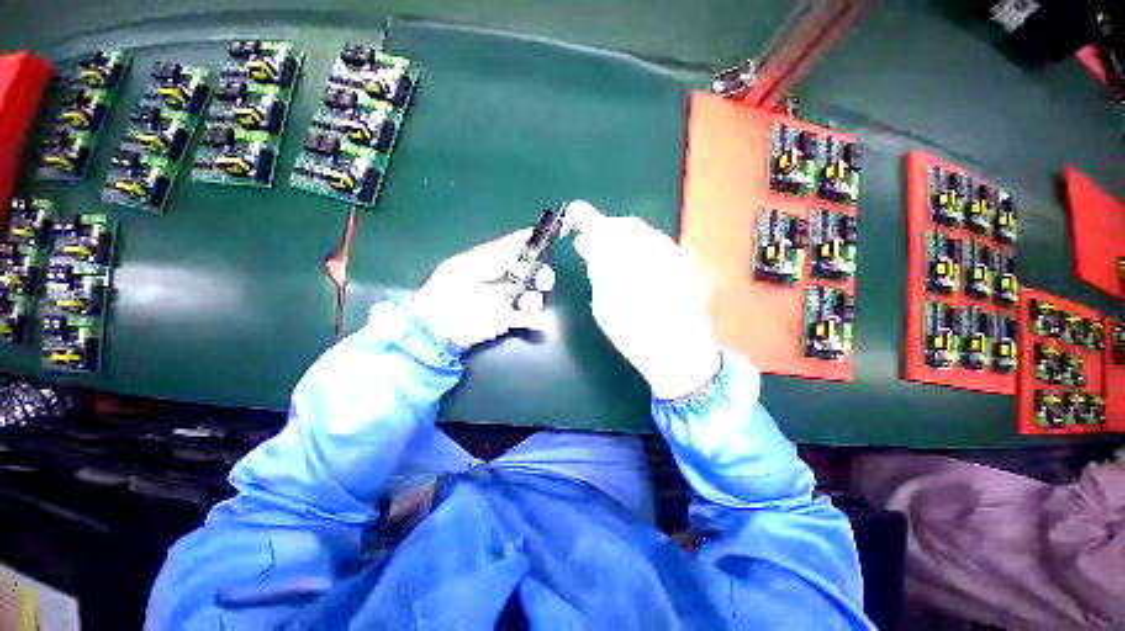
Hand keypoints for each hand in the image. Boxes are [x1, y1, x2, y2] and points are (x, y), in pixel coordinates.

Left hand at [407, 229, 554, 348]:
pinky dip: (538, 319)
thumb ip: (494, 254)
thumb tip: (522, 238)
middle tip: (541, 280)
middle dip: (539, 273)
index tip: (549, 235)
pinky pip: (528, 318)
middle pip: (530, 271)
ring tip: (526, 304)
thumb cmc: (446, 292)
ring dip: (534, 298)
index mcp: (488, 261)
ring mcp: (505, 300)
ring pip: (532, 294)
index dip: (531, 241)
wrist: (436, 328)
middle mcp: (501, 278)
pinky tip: (544, 319)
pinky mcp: (506, 321)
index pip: (514, 247)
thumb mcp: (465, 266)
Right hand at [569, 202, 719, 398]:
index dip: (587, 218)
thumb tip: (588, 245)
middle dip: (608, 228)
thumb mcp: (604, 306)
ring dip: (625, 236)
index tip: (575, 212)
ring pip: (645, 233)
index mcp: (629, 267)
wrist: (679, 354)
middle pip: (627, 227)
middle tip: (593, 238)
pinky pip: (659, 243)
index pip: (604, 231)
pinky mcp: (687, 264)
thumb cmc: (634, 336)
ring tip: (613, 250)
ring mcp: (676, 257)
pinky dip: (642, 245)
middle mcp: (656, 254)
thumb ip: (597, 271)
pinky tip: (635, 260)